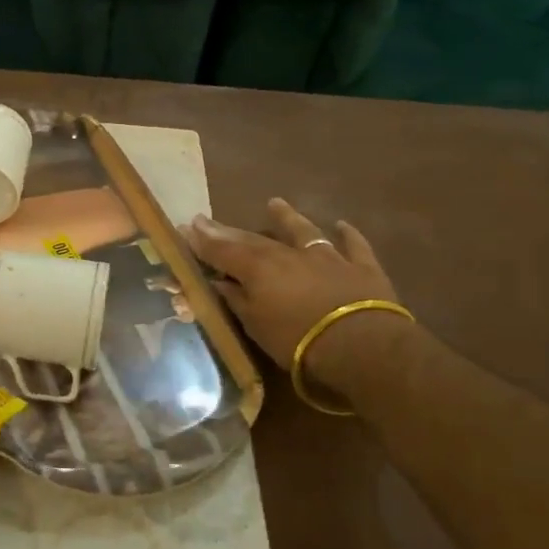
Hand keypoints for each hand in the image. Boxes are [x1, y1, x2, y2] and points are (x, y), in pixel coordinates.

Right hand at [187, 199, 409, 396]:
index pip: (222, 251)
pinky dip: (347, 235)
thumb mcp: (255, 325)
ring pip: (304, 232)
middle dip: (229, 230)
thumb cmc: (298, 340)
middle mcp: (288, 254)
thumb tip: (219, 281)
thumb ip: (236, 300)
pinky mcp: (361, 267)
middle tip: (208, 219)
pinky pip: (353, 246)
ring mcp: (327, 257)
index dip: (203, 240)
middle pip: (254, 239)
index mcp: (258, 269)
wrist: (361, 345)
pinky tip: (342, 225)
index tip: (186, 227)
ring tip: (275, 203)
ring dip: (288, 218)